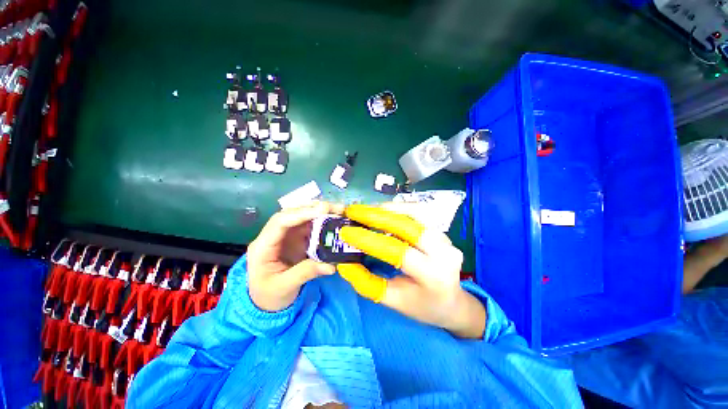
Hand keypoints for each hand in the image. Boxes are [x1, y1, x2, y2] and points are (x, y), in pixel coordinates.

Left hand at [247, 202, 343, 311]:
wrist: (266, 301)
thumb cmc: (270, 295)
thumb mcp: (285, 287)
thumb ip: (306, 273)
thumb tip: (331, 266)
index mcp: (263, 246)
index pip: (280, 222)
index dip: (301, 214)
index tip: (323, 211)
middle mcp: (273, 235)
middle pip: (291, 214)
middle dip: (313, 208)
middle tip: (336, 208)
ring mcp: (285, 236)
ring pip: (301, 216)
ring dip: (319, 211)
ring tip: (338, 210)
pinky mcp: (296, 239)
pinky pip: (309, 225)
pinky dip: (322, 221)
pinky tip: (333, 219)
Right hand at [338, 204, 485, 338]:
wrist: (452, 302)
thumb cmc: (422, 306)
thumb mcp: (393, 301)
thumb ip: (367, 283)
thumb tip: (344, 263)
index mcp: (433, 276)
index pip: (398, 252)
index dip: (370, 240)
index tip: (346, 232)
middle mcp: (444, 252)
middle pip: (408, 226)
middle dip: (377, 216)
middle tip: (353, 211)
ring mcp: (445, 238)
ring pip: (414, 213)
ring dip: (387, 209)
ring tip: (366, 210)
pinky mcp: (441, 230)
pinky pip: (418, 213)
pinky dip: (397, 209)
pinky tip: (383, 211)